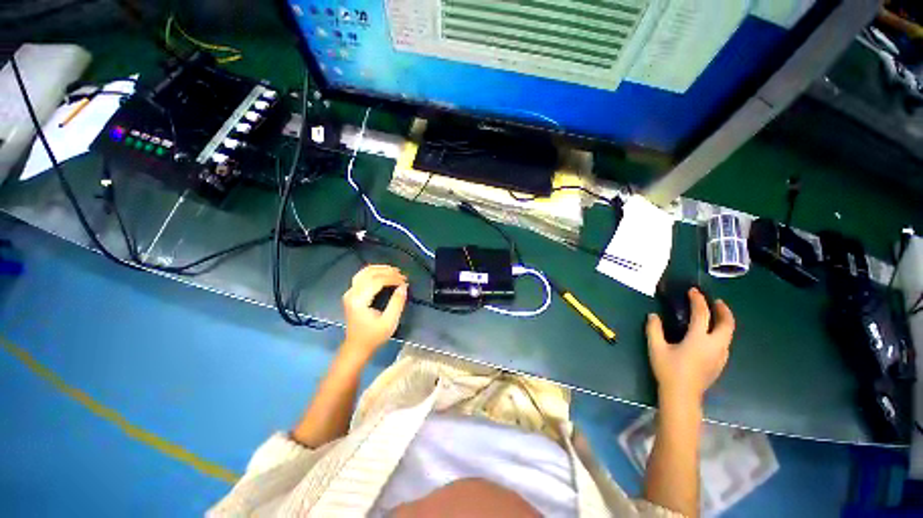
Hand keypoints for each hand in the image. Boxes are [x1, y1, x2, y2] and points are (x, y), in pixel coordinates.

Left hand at [341, 265, 407, 361]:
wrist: (357, 346)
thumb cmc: (373, 336)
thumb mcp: (389, 322)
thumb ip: (397, 303)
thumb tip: (404, 286)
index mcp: (359, 301)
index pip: (377, 281)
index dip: (393, 278)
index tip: (405, 281)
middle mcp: (351, 293)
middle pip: (369, 273)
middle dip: (387, 271)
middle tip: (402, 275)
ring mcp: (349, 292)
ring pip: (364, 272)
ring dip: (380, 269)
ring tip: (395, 271)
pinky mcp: (351, 293)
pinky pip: (362, 276)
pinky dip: (374, 272)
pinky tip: (384, 274)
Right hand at [646, 289, 734, 405]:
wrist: (682, 395)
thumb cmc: (668, 370)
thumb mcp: (656, 348)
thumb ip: (654, 329)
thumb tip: (653, 315)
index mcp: (699, 339)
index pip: (702, 314)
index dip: (698, 300)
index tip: (693, 291)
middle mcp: (715, 345)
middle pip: (727, 323)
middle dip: (723, 310)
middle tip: (715, 301)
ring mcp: (720, 356)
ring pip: (728, 334)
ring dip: (723, 321)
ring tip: (714, 316)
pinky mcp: (720, 363)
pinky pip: (725, 343)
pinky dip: (721, 333)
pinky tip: (710, 336)